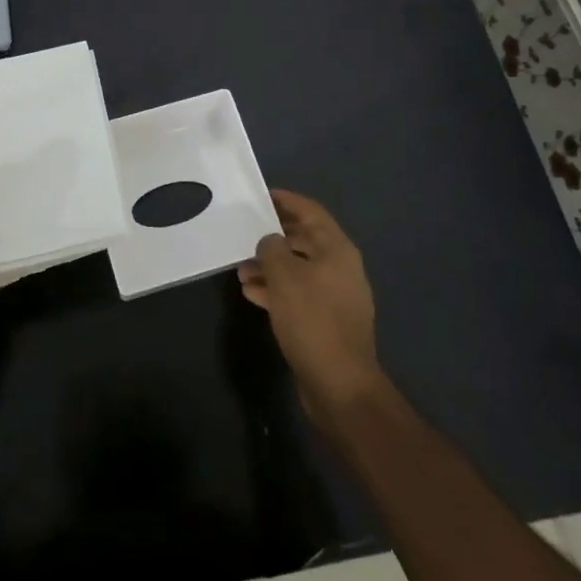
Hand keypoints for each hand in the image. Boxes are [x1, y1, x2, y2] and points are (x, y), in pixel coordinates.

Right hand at [238, 190, 384, 425]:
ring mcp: (335, 296)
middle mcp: (340, 268)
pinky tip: (251, 293)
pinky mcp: (326, 321)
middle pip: (304, 240)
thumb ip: (271, 248)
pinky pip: (298, 294)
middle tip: (244, 234)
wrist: (339, 384)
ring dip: (270, 266)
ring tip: (240, 269)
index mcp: (337, 249)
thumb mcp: (284, 276)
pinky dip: (276, 289)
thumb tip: (269, 241)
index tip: (261, 196)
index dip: (286, 201)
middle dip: (273, 237)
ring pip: (298, 269)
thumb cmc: (312, 319)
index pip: (311, 212)